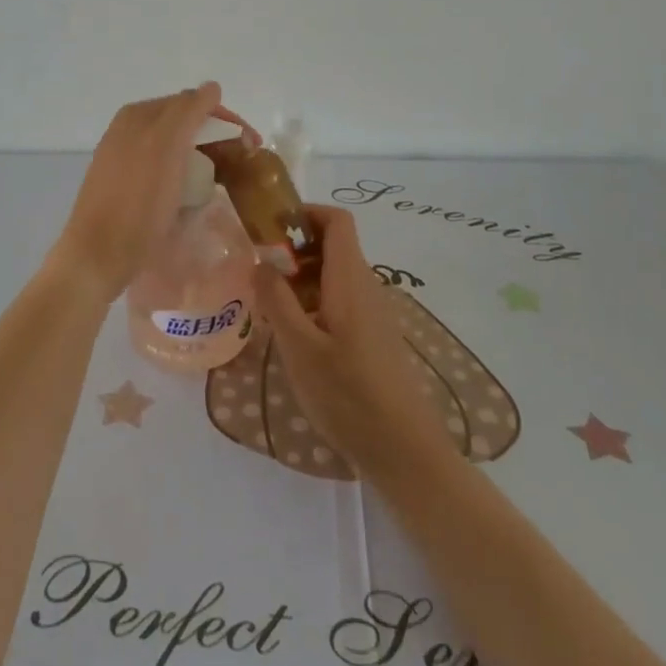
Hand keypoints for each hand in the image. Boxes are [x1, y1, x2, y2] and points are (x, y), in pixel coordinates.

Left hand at [47, 84, 251, 304]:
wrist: (98, 256)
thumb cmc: (136, 203)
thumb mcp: (165, 148)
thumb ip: (188, 111)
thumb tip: (212, 87)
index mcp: (138, 115)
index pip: (192, 103)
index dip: (226, 120)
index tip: (253, 146)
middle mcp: (128, 130)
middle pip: (184, 123)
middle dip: (217, 137)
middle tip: (245, 163)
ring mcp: (124, 157)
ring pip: (175, 146)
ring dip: (204, 155)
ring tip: (227, 177)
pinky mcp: (124, 185)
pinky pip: (164, 167)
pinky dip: (186, 172)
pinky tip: (195, 191)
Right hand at [254, 205, 455, 483]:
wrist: (405, 452)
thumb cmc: (349, 395)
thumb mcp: (299, 348)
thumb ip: (276, 300)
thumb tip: (260, 262)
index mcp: (350, 279)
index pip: (337, 220)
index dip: (305, 213)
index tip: (270, 229)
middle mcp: (366, 286)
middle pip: (332, 246)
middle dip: (293, 251)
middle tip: (259, 275)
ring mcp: (372, 313)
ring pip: (333, 276)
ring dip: (300, 281)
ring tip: (269, 310)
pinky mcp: (373, 337)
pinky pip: (340, 301)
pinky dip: (313, 304)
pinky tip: (294, 338)